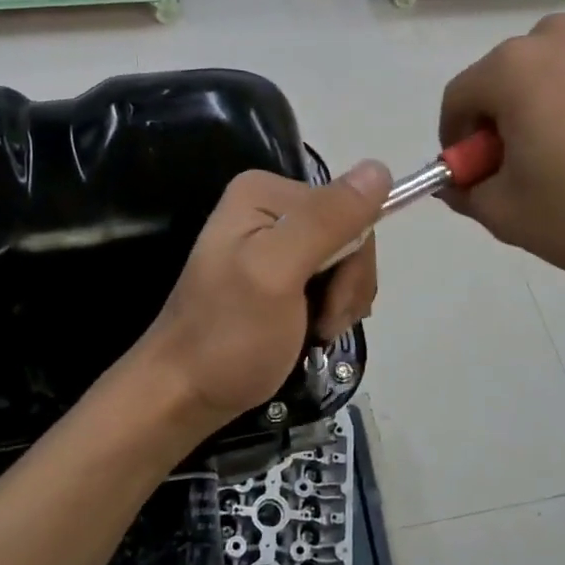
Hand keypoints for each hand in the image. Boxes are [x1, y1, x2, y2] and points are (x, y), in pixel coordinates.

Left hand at [134, 162, 389, 442]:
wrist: (184, 396)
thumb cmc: (228, 337)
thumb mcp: (278, 273)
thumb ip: (327, 221)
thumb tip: (380, 168)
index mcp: (265, 192)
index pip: (348, 209)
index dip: (352, 259)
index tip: (330, 302)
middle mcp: (271, 207)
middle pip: (349, 235)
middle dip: (347, 285)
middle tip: (322, 324)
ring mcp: (275, 242)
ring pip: (346, 261)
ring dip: (342, 302)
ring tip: (315, 332)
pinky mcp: (280, 273)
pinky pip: (331, 280)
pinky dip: (332, 309)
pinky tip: (313, 331)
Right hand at [439, 14, 564, 279]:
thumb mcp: (512, 217)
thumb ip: (467, 194)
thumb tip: (458, 180)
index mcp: (512, 69)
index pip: (458, 97)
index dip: (455, 140)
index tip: (473, 174)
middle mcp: (557, 37)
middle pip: (505, 78)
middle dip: (503, 121)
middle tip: (525, 169)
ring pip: (554, 71)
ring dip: (548, 105)